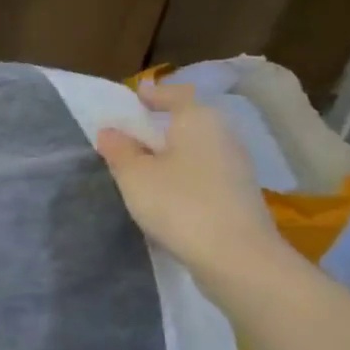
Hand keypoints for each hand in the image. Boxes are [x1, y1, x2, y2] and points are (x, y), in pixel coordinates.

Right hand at [95, 83, 284, 277]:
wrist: (235, 255)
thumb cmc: (179, 203)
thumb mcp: (134, 175)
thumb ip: (119, 149)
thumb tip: (110, 130)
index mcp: (199, 119)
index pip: (175, 94)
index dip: (153, 95)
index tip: (133, 99)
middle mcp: (223, 134)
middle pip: (188, 121)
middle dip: (160, 126)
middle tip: (131, 135)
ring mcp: (236, 165)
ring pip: (197, 149)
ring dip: (172, 153)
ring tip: (143, 167)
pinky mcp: (239, 194)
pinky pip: (204, 173)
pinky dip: (184, 175)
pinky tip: (166, 193)